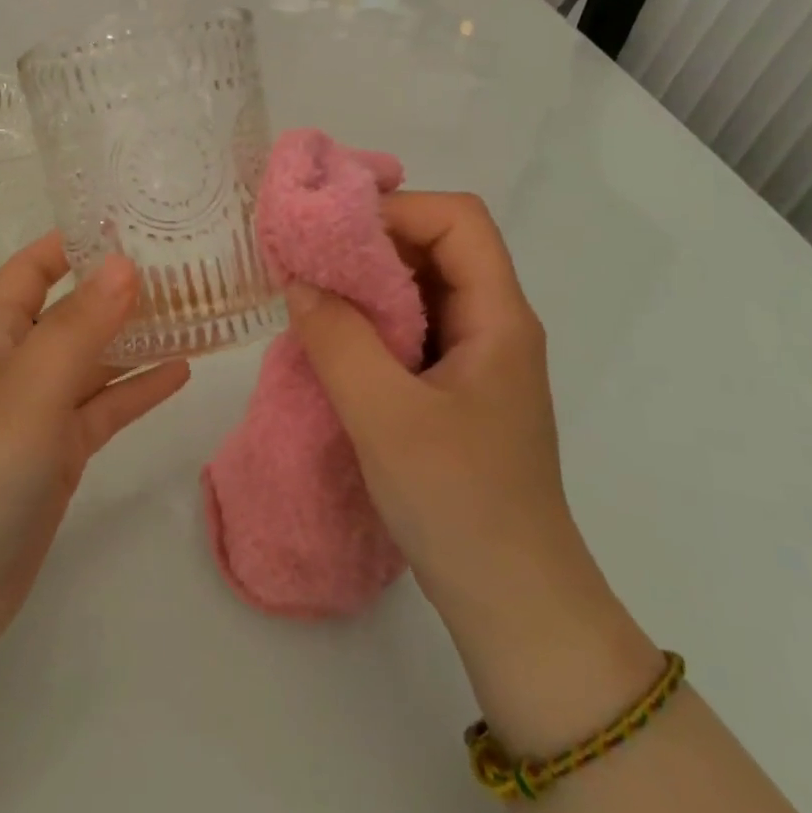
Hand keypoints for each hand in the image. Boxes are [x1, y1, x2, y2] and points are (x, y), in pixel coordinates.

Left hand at [0, 235, 190, 678]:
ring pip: (95, 360)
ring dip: (138, 338)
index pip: (33, 268)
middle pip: (73, 311)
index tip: (131, 223)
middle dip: (119, 289)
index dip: (73, 242)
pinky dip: (138, 389)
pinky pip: (104, 408)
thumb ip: (80, 326)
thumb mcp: (31, 389)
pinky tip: (181, 372)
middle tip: (183, 266)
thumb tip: (124, 262)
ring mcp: (38, 412)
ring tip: (195, 312)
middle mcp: (17, 364)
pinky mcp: (58, 454)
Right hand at [283, 192, 569, 611]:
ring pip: (421, 289)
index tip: (333, 233)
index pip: (458, 220)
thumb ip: (338, 339)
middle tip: (309, 259)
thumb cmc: (459, 502)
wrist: (512, 603)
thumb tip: (299, 281)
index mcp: (498, 317)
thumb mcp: (385, 416)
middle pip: (438, 246)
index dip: (397, 209)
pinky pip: (410, 330)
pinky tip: (331, 340)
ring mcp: (474, 360)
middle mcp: (492, 325)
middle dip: (372, 242)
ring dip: (366, 284)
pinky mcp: (454, 391)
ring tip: (310, 294)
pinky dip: (369, 321)